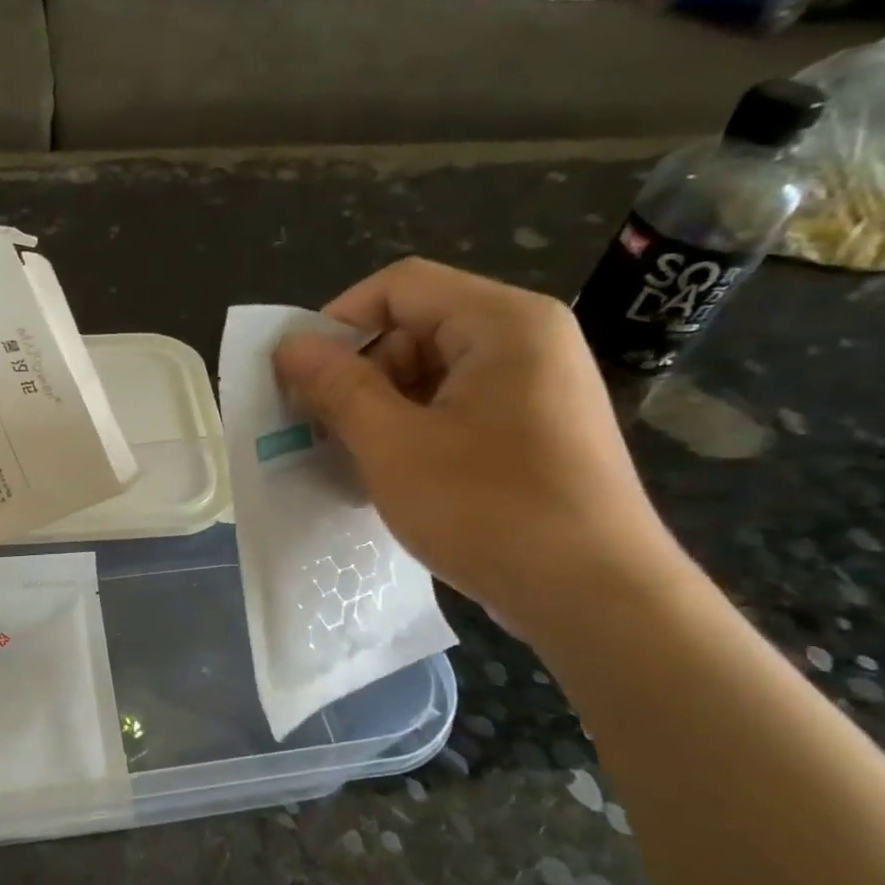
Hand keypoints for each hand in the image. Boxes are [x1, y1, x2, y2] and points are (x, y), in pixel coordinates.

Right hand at [272, 258, 683, 638]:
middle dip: (358, 373)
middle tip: (318, 427)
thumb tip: (289, 346)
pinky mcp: (533, 432)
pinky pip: (455, 409)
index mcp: (503, 323)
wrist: (596, 598)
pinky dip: (412, 431)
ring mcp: (534, 388)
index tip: (297, 375)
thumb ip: (338, 387)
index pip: (399, 286)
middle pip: (416, 327)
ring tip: (348, 458)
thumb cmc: (489, 510)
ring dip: (379, 408)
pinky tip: (388, 474)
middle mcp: (527, 341)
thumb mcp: (394, 446)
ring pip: (431, 374)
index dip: (337, 321)